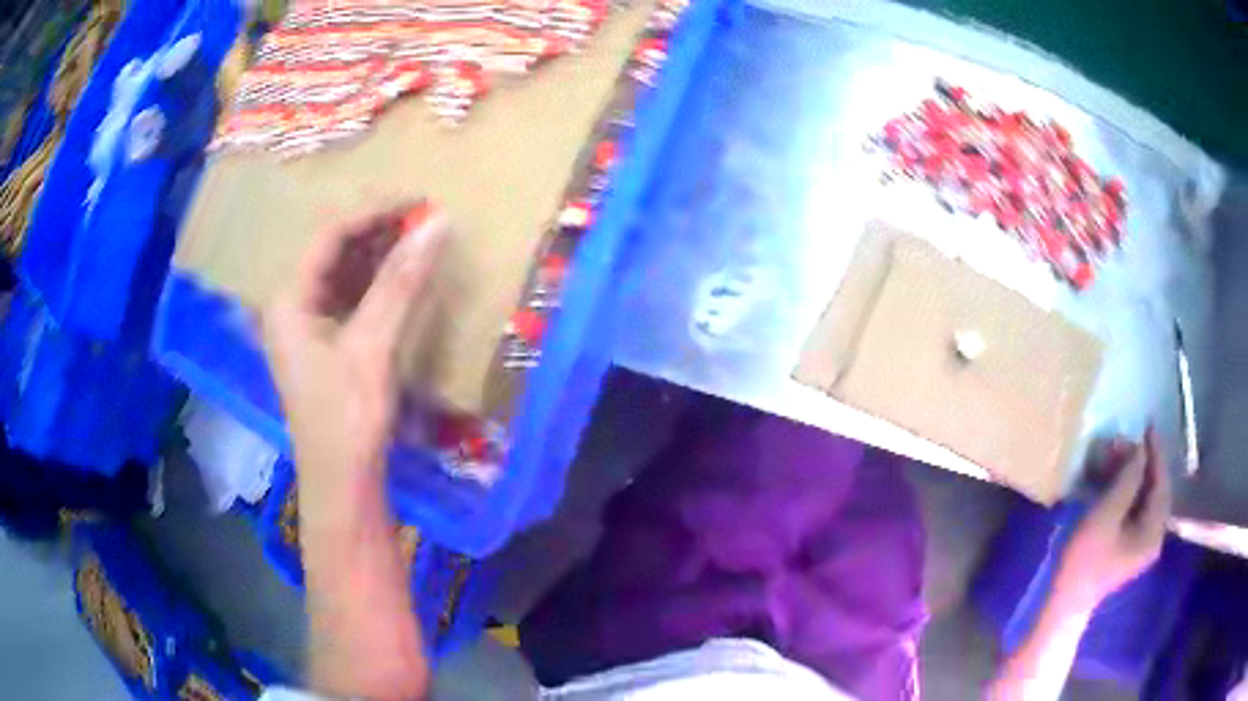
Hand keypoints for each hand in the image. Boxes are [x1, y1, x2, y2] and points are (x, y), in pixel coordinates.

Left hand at [264, 204, 448, 507]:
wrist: (343, 483)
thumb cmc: (348, 416)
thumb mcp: (373, 345)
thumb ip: (401, 281)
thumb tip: (437, 223)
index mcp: (288, 300)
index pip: (329, 236)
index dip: (373, 213)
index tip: (417, 201)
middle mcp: (289, 306)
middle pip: (331, 252)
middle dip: (375, 233)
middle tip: (421, 220)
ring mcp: (304, 327)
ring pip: (340, 274)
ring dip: (377, 256)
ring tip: (416, 242)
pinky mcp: (321, 345)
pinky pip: (346, 298)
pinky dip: (373, 285)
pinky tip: (400, 279)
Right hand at [1054, 429, 1171, 613]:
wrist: (1063, 602)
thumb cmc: (1085, 559)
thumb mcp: (1106, 515)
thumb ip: (1127, 480)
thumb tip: (1140, 450)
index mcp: (1153, 531)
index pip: (1161, 483)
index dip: (1155, 453)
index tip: (1147, 426)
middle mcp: (1153, 535)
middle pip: (1153, 489)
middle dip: (1140, 464)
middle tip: (1121, 445)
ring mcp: (1140, 543)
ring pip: (1143, 498)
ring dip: (1130, 476)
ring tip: (1113, 459)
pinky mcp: (1127, 545)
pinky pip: (1133, 509)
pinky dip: (1125, 491)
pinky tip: (1112, 482)